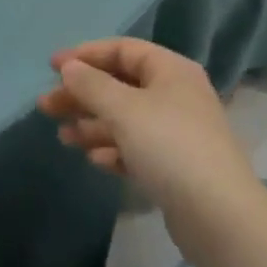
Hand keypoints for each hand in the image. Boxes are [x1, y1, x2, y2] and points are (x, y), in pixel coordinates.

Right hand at [39, 39, 262, 260]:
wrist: (219, 217)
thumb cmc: (169, 147)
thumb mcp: (124, 109)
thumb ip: (92, 85)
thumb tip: (69, 67)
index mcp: (170, 70)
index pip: (122, 50)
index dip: (86, 54)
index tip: (52, 68)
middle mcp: (176, 95)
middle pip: (120, 85)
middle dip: (82, 95)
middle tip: (46, 106)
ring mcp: (177, 132)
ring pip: (125, 119)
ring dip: (93, 124)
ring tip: (63, 138)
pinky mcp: (175, 167)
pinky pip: (136, 148)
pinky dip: (113, 150)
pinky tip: (93, 160)